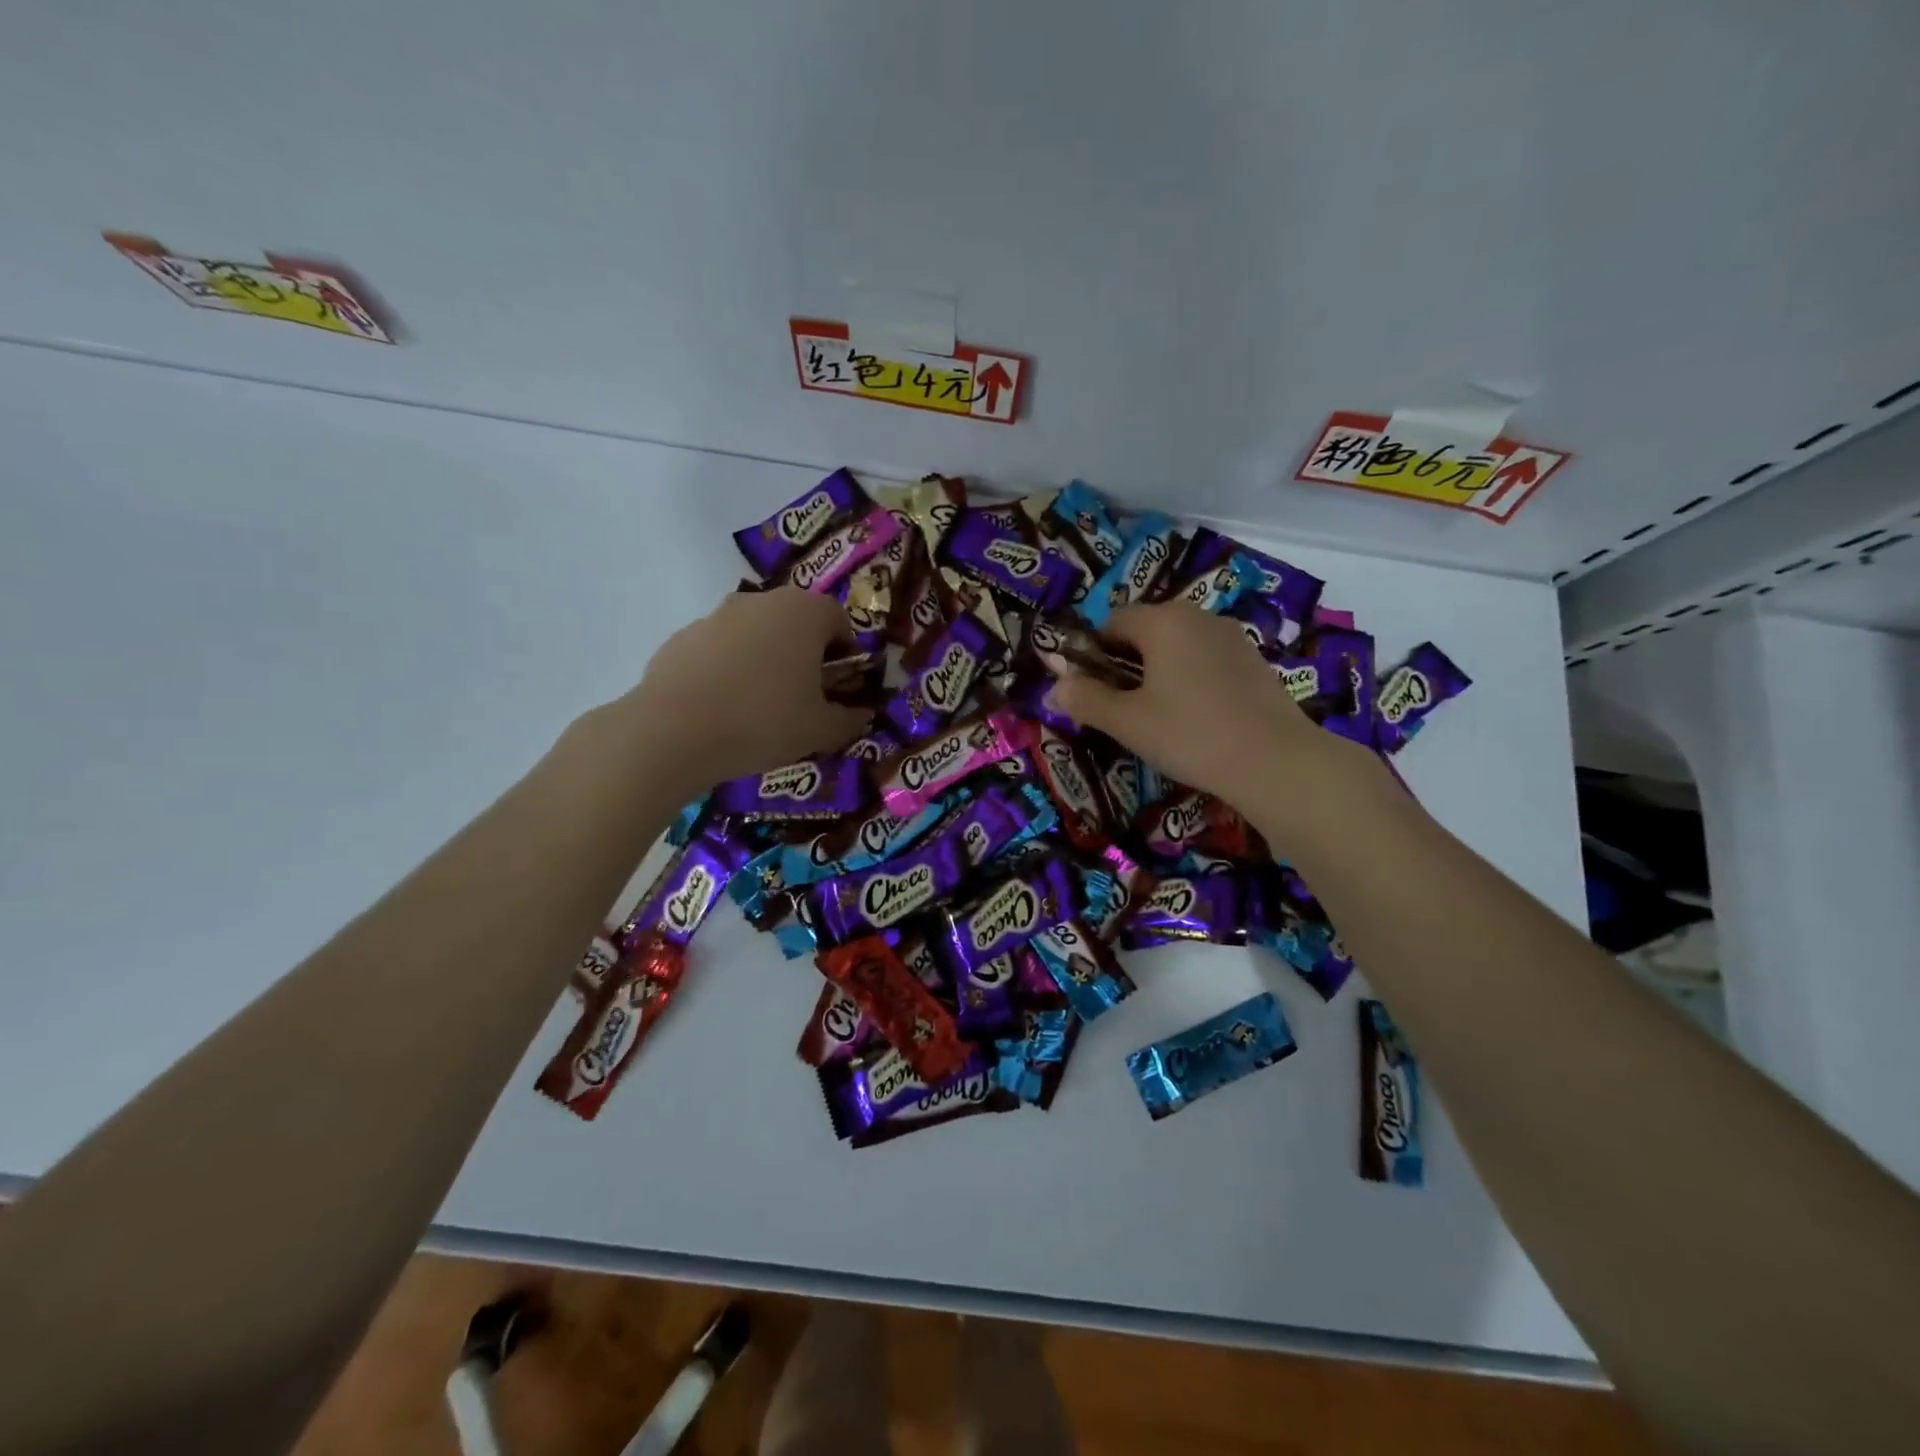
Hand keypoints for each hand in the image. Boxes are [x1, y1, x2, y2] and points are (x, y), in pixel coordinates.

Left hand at [618, 587, 870, 793]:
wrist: (674, 731)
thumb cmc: (764, 721)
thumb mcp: (820, 730)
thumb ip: (849, 719)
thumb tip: (862, 714)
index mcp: (804, 612)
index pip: (839, 619)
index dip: (846, 652)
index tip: (840, 685)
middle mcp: (761, 601)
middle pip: (795, 621)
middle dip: (805, 653)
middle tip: (804, 696)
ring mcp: (716, 615)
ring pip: (755, 633)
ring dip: (765, 659)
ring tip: (760, 705)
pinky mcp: (681, 636)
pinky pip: (719, 649)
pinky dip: (728, 669)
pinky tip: (722, 707)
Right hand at [1044, 602, 1344, 809]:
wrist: (1275, 761)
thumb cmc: (1190, 734)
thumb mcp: (1127, 721)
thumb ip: (1085, 699)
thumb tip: (1055, 687)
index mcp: (1163, 621)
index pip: (1112, 621)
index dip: (1092, 651)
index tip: (1089, 689)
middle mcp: (1198, 616)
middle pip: (1146, 629)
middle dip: (1125, 661)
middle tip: (1120, 707)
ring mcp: (1231, 636)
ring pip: (1178, 645)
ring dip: (1158, 670)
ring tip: (1157, 714)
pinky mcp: (1253, 660)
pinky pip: (1206, 659)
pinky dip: (1189, 677)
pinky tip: (1195, 716)